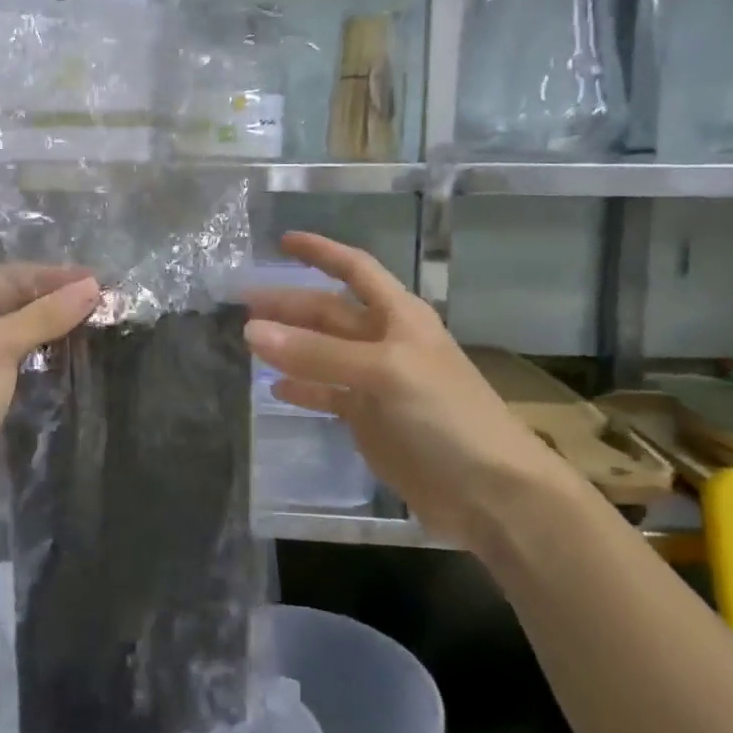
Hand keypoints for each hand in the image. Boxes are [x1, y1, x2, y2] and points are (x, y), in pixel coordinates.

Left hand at [0, 266, 99, 535]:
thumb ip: (45, 314)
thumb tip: (92, 287)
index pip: (8, 278)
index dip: (54, 277)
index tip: (99, 280)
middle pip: (14, 305)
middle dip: (57, 303)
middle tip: (106, 303)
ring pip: (20, 338)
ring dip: (55, 332)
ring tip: (99, 326)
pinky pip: (21, 369)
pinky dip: (46, 362)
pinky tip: (77, 360)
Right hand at [244, 232, 573, 545]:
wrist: (489, 491)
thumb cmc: (444, 415)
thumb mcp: (383, 372)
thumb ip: (317, 353)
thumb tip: (251, 330)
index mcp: (399, 316)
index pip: (354, 269)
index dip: (321, 252)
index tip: (282, 241)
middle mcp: (385, 341)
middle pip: (330, 312)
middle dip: (290, 305)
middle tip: (242, 304)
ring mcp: (377, 382)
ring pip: (323, 353)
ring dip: (290, 345)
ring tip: (247, 340)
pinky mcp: (370, 420)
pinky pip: (328, 394)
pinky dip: (303, 390)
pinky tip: (275, 389)